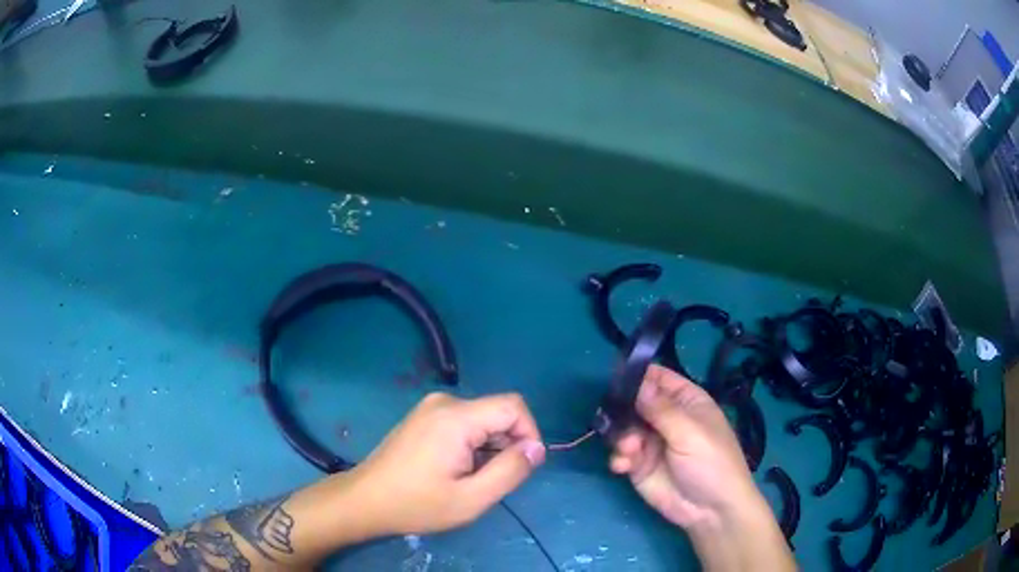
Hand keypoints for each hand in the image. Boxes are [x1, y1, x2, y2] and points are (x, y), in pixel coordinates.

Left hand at [351, 392, 545, 535]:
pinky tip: (454, 469)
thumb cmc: (417, 504)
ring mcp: (430, 407)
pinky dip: (472, 443)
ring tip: (469, 478)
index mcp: (456, 417)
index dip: (529, 433)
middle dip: (506, 445)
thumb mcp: (471, 498)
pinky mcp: (423, 416)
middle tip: (490, 480)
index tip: (522, 466)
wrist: (365, 500)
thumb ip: (510, 471)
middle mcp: (444, 402)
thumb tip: (537, 448)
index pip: (514, 406)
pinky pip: (463, 422)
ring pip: (482, 419)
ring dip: (488, 447)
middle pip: (497, 413)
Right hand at [610, 366, 794, 570]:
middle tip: (613, 418)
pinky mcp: (640, 465)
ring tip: (629, 450)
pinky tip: (623, 466)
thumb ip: (659, 408)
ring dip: (621, 437)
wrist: (711, 510)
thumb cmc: (710, 462)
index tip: (615, 379)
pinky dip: (619, 457)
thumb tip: (635, 382)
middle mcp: (666, 418)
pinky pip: (621, 454)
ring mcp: (651, 442)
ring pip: (624, 428)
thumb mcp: (689, 432)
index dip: (639, 375)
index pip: (659, 378)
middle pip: (635, 402)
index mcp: (686, 401)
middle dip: (622, 410)